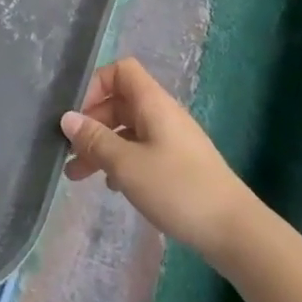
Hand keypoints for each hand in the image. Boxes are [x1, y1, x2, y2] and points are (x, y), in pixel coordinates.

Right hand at [61, 56, 256, 262]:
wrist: (234, 230)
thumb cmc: (177, 188)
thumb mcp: (127, 164)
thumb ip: (95, 140)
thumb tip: (67, 118)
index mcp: (153, 103)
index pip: (121, 71)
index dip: (95, 86)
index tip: (77, 115)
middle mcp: (162, 114)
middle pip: (120, 103)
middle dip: (91, 124)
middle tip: (69, 151)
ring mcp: (171, 139)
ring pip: (127, 131)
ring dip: (101, 147)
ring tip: (76, 176)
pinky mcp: (177, 164)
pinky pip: (140, 150)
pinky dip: (121, 162)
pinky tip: (111, 187)